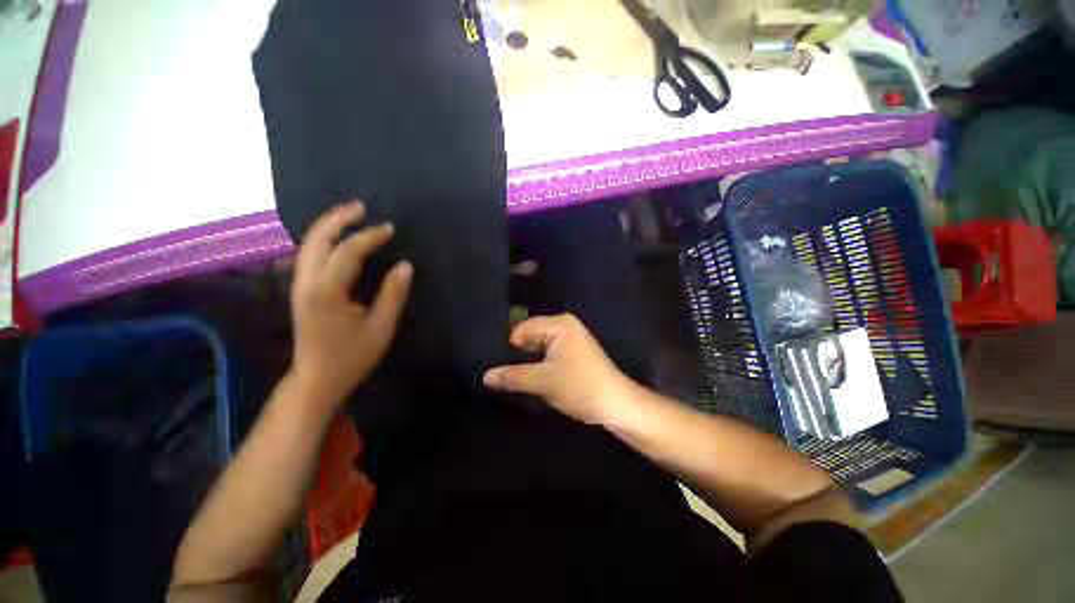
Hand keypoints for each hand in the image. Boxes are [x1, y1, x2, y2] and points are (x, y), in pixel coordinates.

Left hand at [290, 201, 412, 406]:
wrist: (316, 379)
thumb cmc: (352, 356)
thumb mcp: (381, 327)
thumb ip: (393, 295)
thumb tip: (405, 265)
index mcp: (327, 293)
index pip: (347, 252)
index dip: (369, 237)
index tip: (389, 229)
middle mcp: (306, 283)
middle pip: (317, 240)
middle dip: (338, 219)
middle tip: (361, 206)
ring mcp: (299, 285)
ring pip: (307, 245)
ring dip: (327, 225)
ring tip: (348, 213)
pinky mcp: (299, 290)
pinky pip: (307, 254)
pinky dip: (321, 239)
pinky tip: (335, 236)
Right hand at [483, 314, 637, 424]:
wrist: (617, 405)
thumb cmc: (580, 387)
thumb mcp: (543, 381)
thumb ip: (512, 376)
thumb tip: (485, 376)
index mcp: (559, 324)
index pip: (522, 329)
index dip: (508, 346)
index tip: (494, 364)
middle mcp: (564, 326)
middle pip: (529, 336)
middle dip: (516, 354)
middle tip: (497, 371)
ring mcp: (569, 340)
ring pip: (537, 347)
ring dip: (526, 361)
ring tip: (507, 376)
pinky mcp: (572, 353)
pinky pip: (547, 354)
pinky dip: (537, 364)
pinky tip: (526, 377)